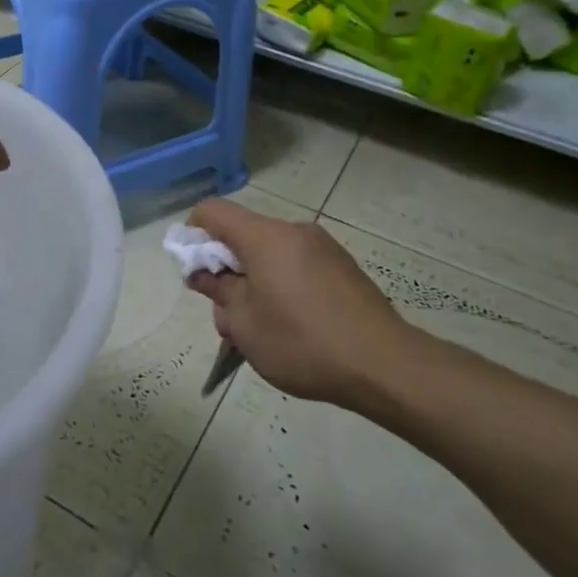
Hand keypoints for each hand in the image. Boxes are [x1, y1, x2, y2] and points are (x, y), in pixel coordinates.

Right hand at [184, 198, 414, 408]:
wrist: (384, 365)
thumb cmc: (302, 342)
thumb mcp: (245, 324)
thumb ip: (218, 290)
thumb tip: (201, 272)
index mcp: (265, 236)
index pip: (213, 211)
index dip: (193, 234)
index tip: (194, 271)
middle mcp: (294, 231)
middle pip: (243, 236)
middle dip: (225, 271)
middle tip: (227, 318)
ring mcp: (322, 248)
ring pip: (270, 255)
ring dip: (253, 283)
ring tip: (259, 332)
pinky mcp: (342, 268)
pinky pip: (296, 266)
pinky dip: (281, 286)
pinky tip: (292, 328)